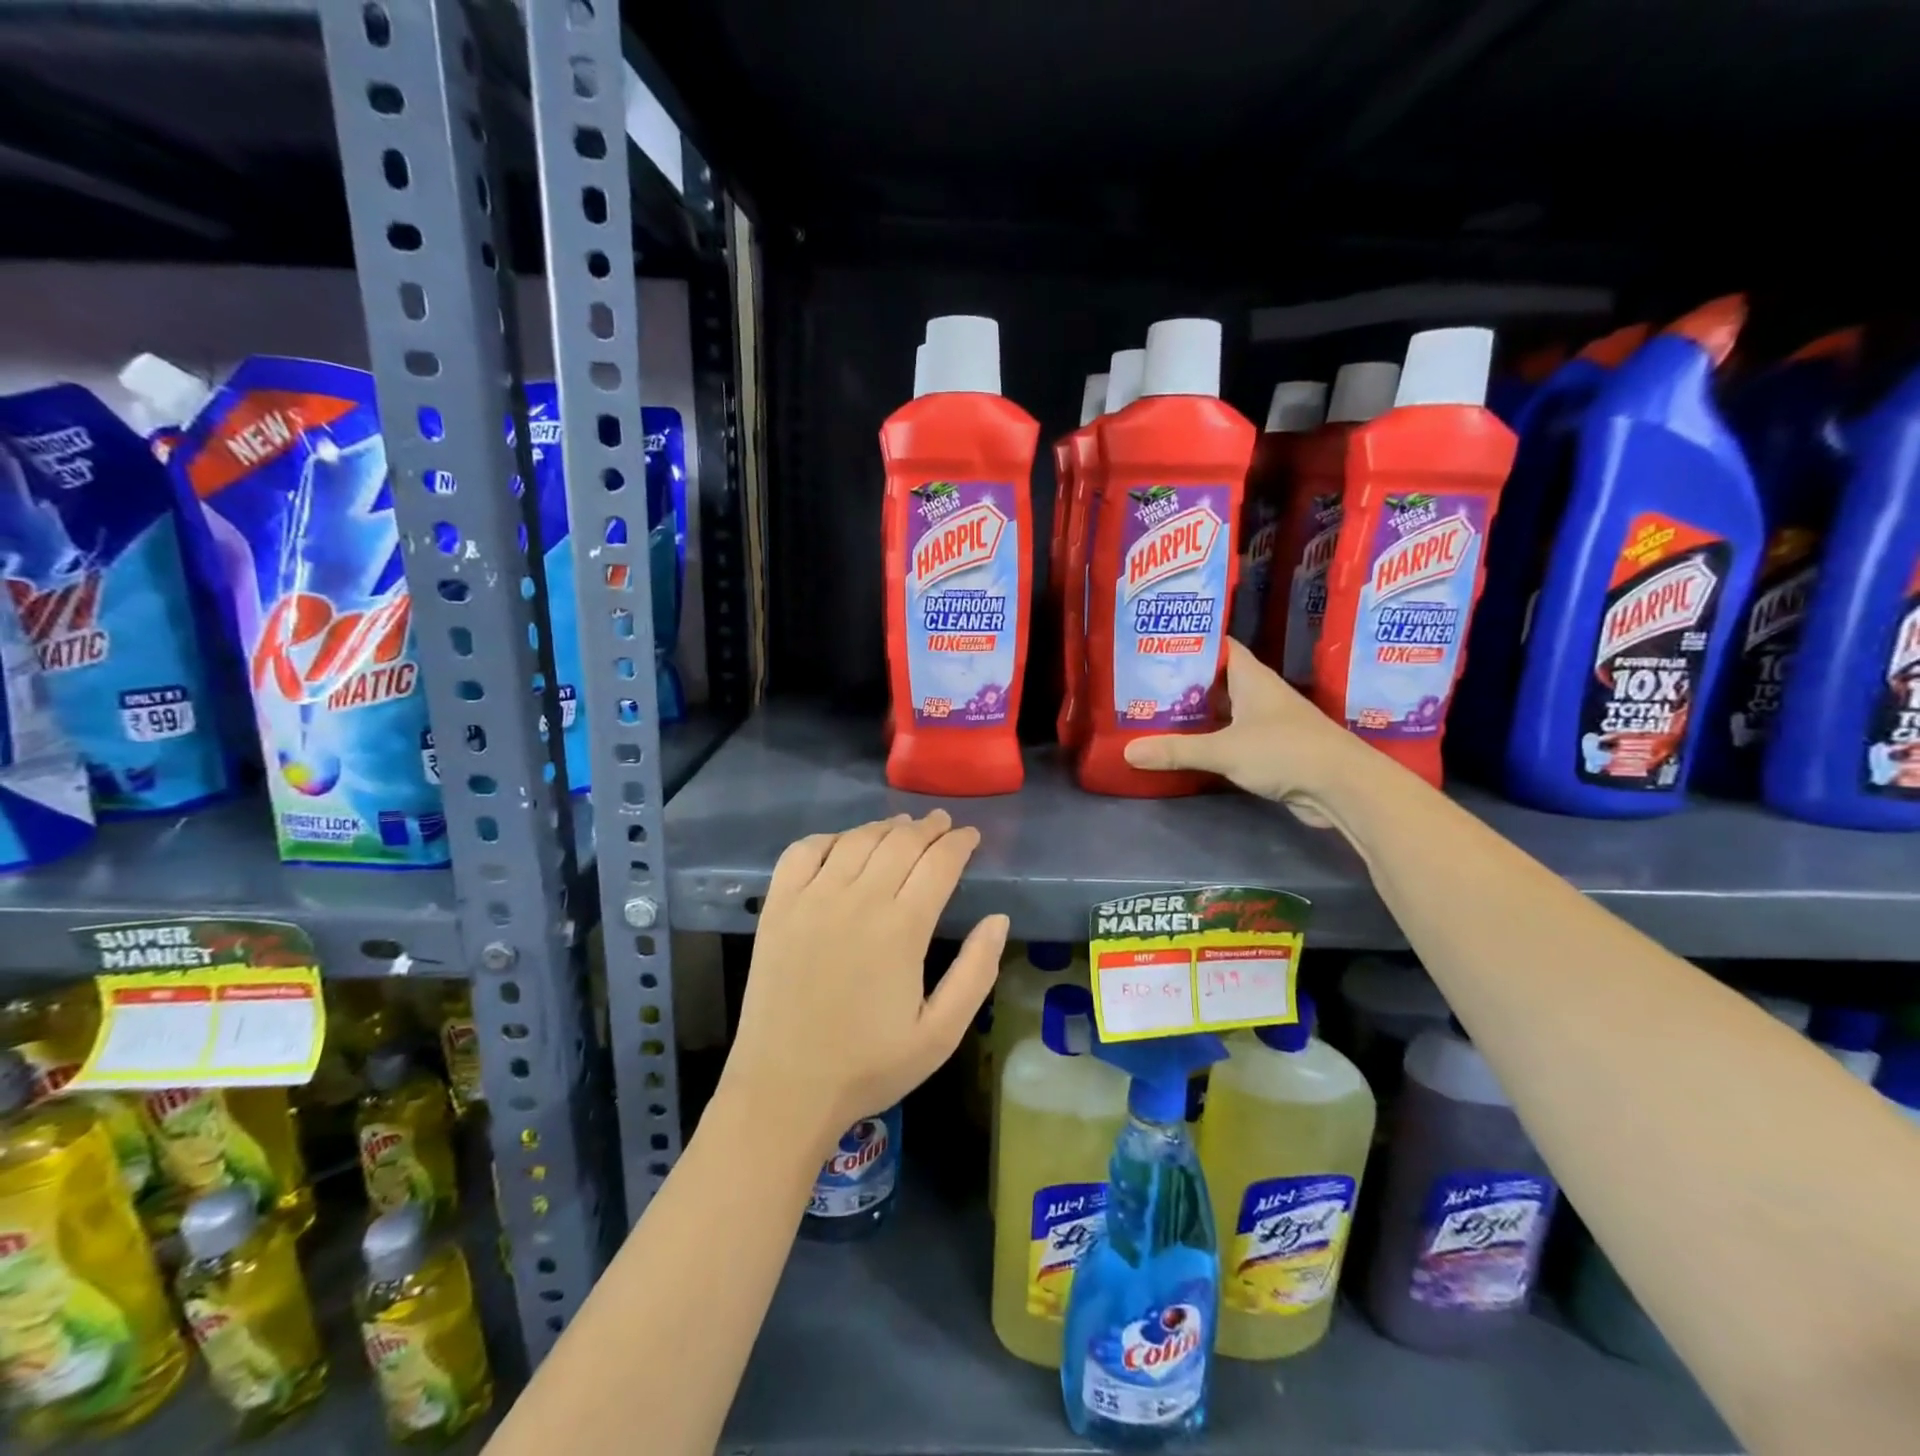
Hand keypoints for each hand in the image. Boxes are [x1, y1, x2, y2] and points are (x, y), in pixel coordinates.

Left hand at [723, 810, 1007, 1146]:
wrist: (785, 1089)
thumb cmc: (869, 1066)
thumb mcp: (940, 1034)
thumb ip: (976, 973)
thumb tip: (999, 918)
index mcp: (902, 929)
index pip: (939, 863)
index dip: (960, 843)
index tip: (971, 837)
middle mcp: (858, 900)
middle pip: (901, 842)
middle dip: (929, 828)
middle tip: (943, 825)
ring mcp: (812, 899)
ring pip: (857, 839)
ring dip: (886, 827)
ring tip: (903, 826)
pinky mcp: (778, 907)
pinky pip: (803, 851)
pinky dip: (830, 838)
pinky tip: (844, 844)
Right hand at [1123, 639, 1377, 826]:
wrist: (1342, 787)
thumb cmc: (1285, 751)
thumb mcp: (1224, 749)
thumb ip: (1176, 750)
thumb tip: (1128, 752)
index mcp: (1252, 678)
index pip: (1219, 646)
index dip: (1191, 641)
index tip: (1157, 643)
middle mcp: (1260, 695)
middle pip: (1216, 680)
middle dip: (1184, 681)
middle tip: (1143, 683)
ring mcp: (1267, 723)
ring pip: (1224, 711)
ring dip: (1195, 713)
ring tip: (1154, 712)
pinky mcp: (1270, 751)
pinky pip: (1231, 738)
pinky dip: (1209, 740)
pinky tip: (1185, 747)